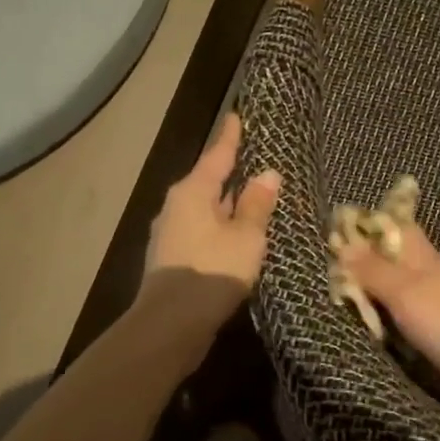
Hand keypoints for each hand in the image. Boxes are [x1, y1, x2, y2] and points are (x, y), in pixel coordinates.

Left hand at [141, 112, 280, 326]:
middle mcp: (177, 206)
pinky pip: (202, 232)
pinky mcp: (174, 259)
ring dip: (226, 205)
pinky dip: (220, 228)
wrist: (171, 323)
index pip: (217, 156)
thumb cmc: (212, 270)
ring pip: (205, 209)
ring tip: (251, 198)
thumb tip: (268, 174)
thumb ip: (256, 205)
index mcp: (192, 192)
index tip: (237, 117)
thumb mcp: (246, 236)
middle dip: (230, 173)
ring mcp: (171, 234)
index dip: (230, 137)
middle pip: (208, 182)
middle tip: (254, 160)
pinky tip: (236, 237)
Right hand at [335, 221, 439, 419]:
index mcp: (424, 259)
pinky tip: (362, 331)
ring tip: (330, 300)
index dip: (366, 224)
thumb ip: (374, 272)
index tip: (329, 231)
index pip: (393, 227)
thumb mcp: (408, 294)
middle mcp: (428, 279)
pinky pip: (400, 323)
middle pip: (389, 261)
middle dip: (359, 262)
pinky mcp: (437, 340)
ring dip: (368, 295)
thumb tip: (342, 242)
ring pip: (393, 293)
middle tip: (319, 272)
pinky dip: (381, 323)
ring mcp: (434, 311)